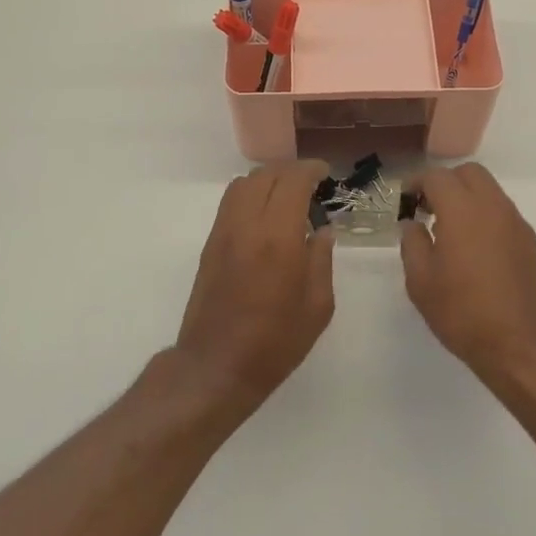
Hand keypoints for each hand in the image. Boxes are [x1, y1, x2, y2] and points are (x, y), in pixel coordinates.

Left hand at [175, 160, 336, 411]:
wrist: (216, 365)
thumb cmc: (275, 342)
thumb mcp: (317, 306)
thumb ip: (322, 260)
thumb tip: (323, 231)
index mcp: (278, 237)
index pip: (292, 181)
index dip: (310, 170)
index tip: (325, 174)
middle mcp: (247, 225)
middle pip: (265, 175)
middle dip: (290, 171)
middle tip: (311, 183)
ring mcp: (223, 232)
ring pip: (243, 184)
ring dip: (267, 180)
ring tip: (287, 196)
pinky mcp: (210, 244)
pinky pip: (231, 203)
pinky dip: (250, 195)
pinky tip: (266, 216)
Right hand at [399, 162, 535, 388]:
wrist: (525, 348)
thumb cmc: (464, 313)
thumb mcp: (421, 282)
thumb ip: (412, 243)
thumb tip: (413, 224)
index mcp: (463, 210)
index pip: (437, 177)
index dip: (416, 183)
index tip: (405, 202)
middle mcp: (493, 207)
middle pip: (469, 173)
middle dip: (445, 183)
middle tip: (427, 209)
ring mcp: (517, 224)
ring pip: (490, 191)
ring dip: (467, 198)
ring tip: (449, 231)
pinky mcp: (531, 243)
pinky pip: (503, 213)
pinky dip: (484, 216)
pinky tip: (474, 250)